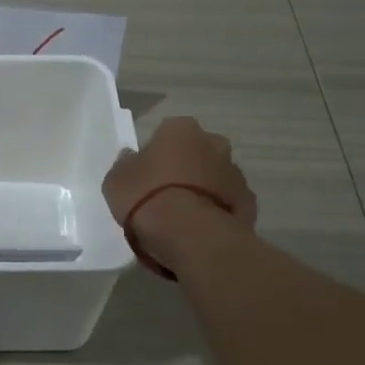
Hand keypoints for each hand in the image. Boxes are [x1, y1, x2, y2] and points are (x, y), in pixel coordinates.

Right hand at [103, 117, 256, 259]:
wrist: (191, 235)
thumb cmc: (147, 197)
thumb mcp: (116, 180)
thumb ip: (126, 164)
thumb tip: (131, 158)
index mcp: (181, 129)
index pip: (166, 134)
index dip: (155, 154)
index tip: (145, 175)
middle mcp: (214, 143)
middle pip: (196, 152)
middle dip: (185, 167)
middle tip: (164, 193)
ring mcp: (235, 173)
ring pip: (214, 177)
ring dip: (202, 189)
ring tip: (182, 217)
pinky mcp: (248, 203)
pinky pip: (226, 202)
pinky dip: (216, 211)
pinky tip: (199, 229)